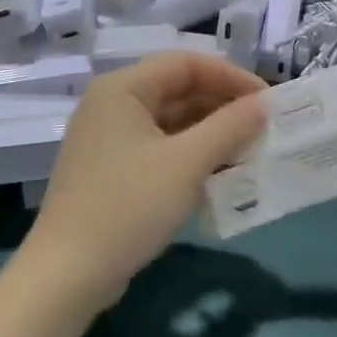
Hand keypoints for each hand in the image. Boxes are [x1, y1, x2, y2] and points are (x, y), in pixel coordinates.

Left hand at [24, 53, 266, 311]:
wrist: (69, 273)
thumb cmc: (129, 206)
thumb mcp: (187, 163)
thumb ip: (229, 127)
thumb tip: (263, 104)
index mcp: (122, 89)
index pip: (185, 63)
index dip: (230, 76)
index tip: (267, 101)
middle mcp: (112, 104)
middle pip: (177, 90)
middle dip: (222, 106)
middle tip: (264, 128)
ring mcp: (109, 139)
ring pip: (170, 122)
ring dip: (210, 133)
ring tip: (249, 151)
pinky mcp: (111, 170)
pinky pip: (159, 148)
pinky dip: (190, 155)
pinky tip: (219, 174)